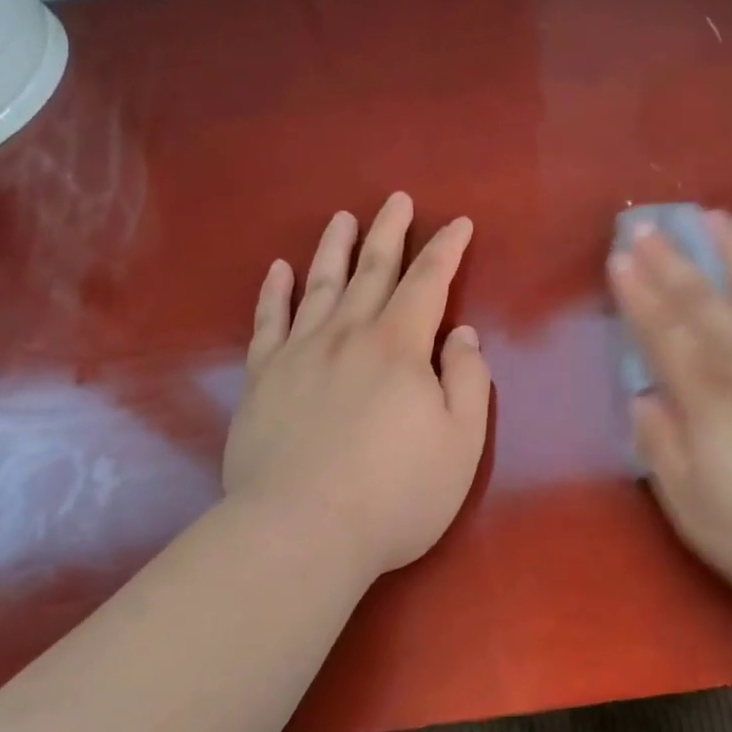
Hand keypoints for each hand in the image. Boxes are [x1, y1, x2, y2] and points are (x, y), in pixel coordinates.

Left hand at [223, 193, 491, 579]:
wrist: (299, 532)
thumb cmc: (394, 493)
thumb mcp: (461, 443)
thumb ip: (468, 381)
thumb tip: (462, 335)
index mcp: (399, 346)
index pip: (428, 282)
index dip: (447, 249)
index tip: (459, 223)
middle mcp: (348, 334)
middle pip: (373, 270)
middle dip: (390, 231)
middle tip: (397, 199)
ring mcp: (299, 352)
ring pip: (320, 284)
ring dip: (334, 248)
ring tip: (342, 218)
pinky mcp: (263, 378)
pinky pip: (268, 321)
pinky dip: (275, 292)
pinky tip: (278, 270)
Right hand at [609, 212, 731, 617]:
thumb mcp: (698, 512)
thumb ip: (663, 451)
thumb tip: (642, 400)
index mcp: (708, 396)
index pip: (663, 333)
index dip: (638, 294)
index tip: (620, 257)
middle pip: (702, 300)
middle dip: (670, 261)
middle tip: (648, 223)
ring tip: (714, 216)